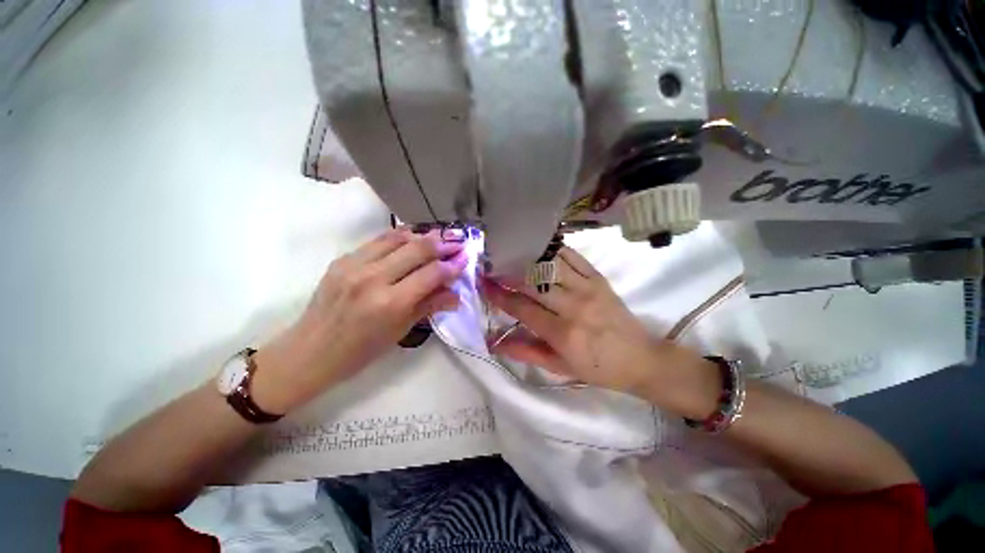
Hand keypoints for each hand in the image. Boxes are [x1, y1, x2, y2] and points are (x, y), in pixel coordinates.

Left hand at [253, 229, 467, 412]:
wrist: (310, 351)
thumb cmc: (361, 350)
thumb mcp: (401, 331)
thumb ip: (430, 306)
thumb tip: (457, 294)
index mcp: (390, 303)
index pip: (432, 274)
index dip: (453, 264)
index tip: (466, 257)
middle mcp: (373, 278)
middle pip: (417, 249)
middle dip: (443, 243)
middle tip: (458, 241)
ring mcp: (354, 265)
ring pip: (397, 238)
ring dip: (423, 235)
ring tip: (439, 236)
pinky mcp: (342, 259)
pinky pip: (377, 240)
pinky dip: (399, 236)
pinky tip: (412, 238)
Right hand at [482, 247, 719, 418]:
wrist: (640, 358)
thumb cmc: (598, 368)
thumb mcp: (560, 368)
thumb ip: (526, 352)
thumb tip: (495, 343)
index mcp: (563, 333)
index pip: (523, 308)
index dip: (500, 296)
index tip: (485, 285)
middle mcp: (573, 306)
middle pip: (533, 283)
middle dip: (508, 274)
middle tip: (493, 268)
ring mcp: (588, 289)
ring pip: (550, 266)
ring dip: (527, 260)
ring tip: (511, 256)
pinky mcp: (599, 279)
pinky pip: (573, 257)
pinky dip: (554, 250)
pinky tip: (540, 248)